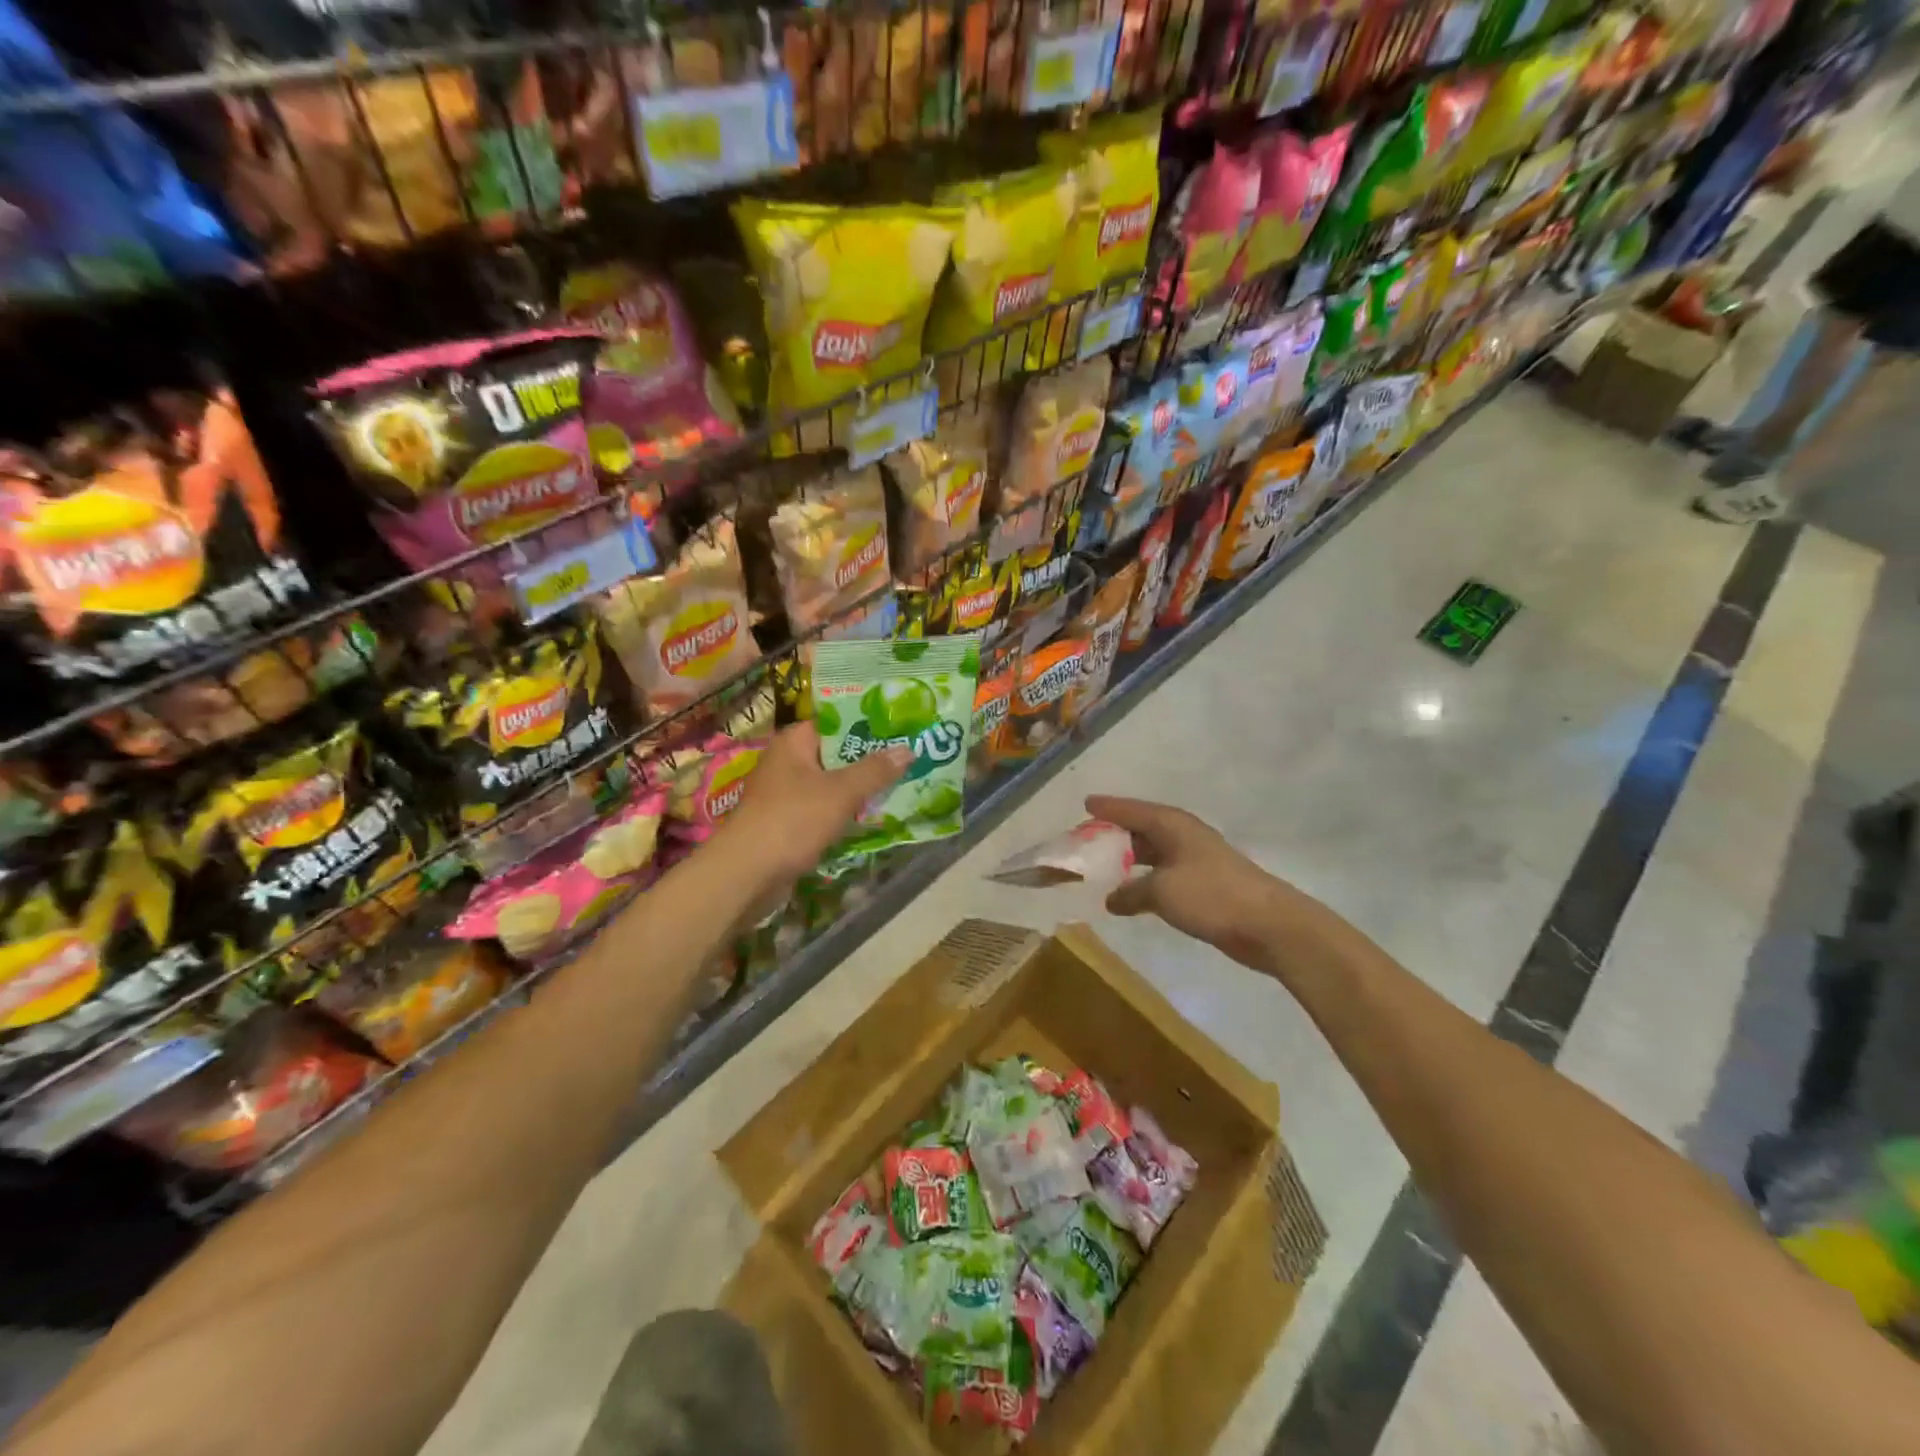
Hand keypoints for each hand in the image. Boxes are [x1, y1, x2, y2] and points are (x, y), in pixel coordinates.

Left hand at [724, 723, 909, 882]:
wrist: (747, 873)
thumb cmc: (793, 820)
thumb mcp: (841, 792)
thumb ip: (875, 771)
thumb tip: (908, 750)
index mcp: (793, 743)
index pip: (834, 722)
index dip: (866, 723)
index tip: (899, 727)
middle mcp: (787, 763)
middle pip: (835, 754)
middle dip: (869, 759)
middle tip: (909, 757)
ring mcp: (786, 795)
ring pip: (831, 784)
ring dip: (860, 789)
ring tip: (901, 785)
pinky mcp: (789, 823)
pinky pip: (824, 810)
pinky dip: (845, 813)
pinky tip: (873, 816)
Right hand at [1086, 795, 1340, 975]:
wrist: (1268, 924)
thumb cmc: (1211, 895)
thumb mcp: (1161, 891)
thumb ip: (1131, 892)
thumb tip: (1111, 899)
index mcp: (1172, 825)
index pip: (1131, 809)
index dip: (1108, 808)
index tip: (1085, 804)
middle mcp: (1182, 836)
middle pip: (1141, 829)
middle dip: (1114, 834)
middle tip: (1084, 841)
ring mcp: (1195, 861)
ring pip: (1152, 854)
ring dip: (1128, 861)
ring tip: (1100, 868)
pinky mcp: (1203, 886)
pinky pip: (1162, 876)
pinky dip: (1143, 882)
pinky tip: (1130, 895)